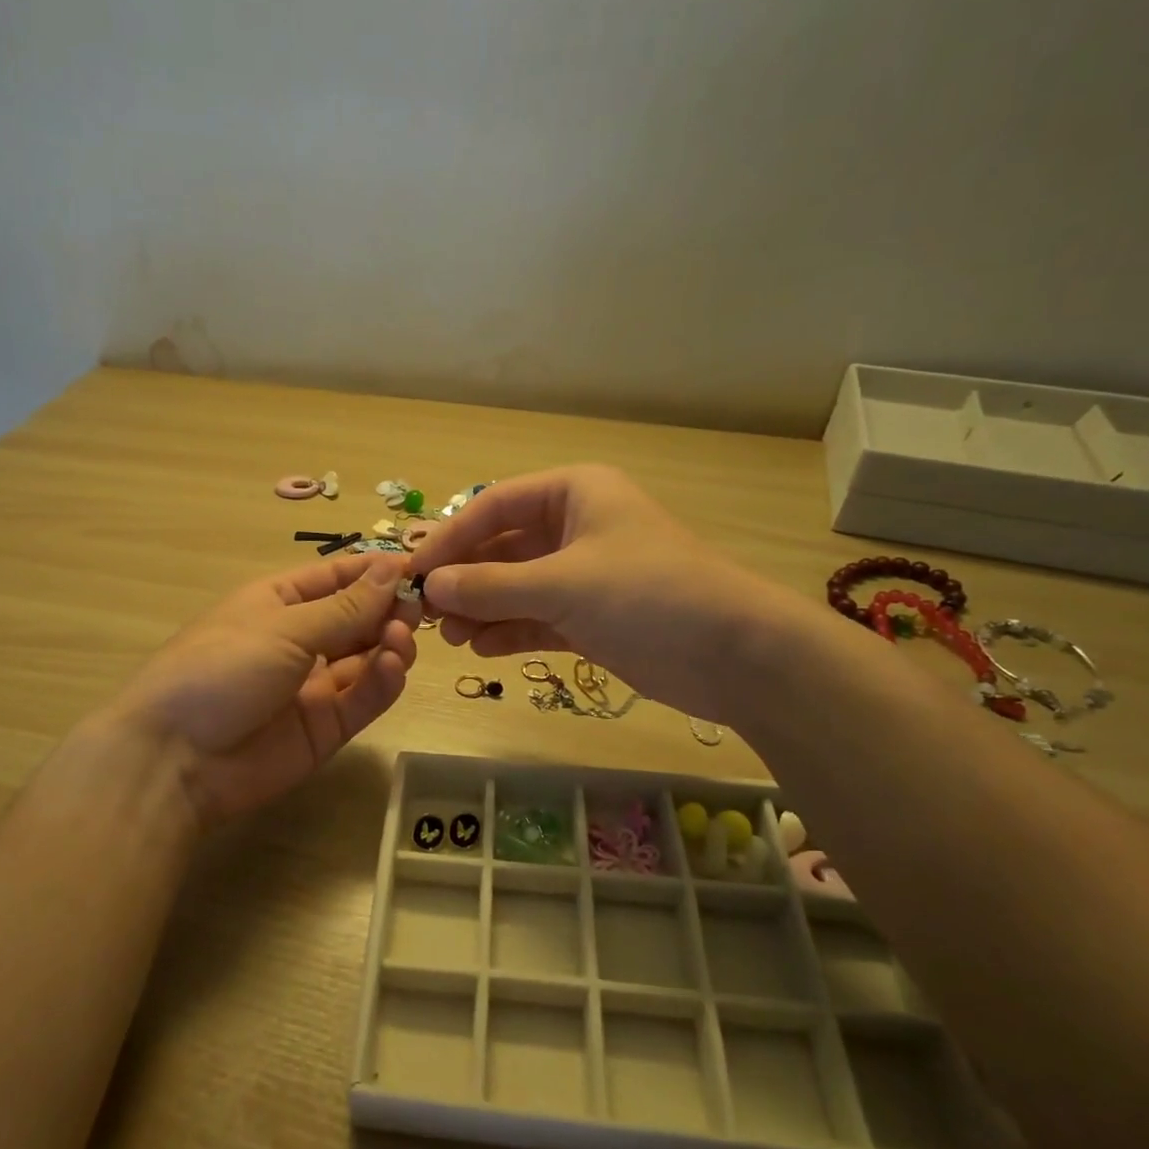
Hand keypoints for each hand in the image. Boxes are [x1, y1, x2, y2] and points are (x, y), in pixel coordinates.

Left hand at [107, 553, 419, 825]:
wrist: (176, 759)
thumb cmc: (222, 668)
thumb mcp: (284, 628)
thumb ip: (345, 607)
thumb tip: (389, 567)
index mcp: (280, 602)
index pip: (337, 577)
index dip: (376, 571)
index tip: (420, 568)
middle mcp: (300, 639)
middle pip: (359, 618)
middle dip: (390, 609)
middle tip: (418, 609)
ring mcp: (315, 685)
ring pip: (367, 657)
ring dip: (390, 644)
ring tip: (400, 641)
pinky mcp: (327, 727)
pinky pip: (364, 697)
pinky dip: (384, 681)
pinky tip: (394, 667)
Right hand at [407, 465, 795, 720]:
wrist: (734, 655)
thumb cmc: (649, 595)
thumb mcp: (563, 584)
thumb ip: (491, 586)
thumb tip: (430, 587)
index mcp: (574, 494)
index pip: (494, 505)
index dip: (450, 537)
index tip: (414, 572)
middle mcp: (576, 528)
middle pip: (501, 547)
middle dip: (465, 579)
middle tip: (427, 614)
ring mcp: (584, 576)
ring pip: (516, 587)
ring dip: (482, 609)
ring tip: (452, 638)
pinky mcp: (591, 618)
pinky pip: (536, 618)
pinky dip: (509, 631)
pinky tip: (483, 648)